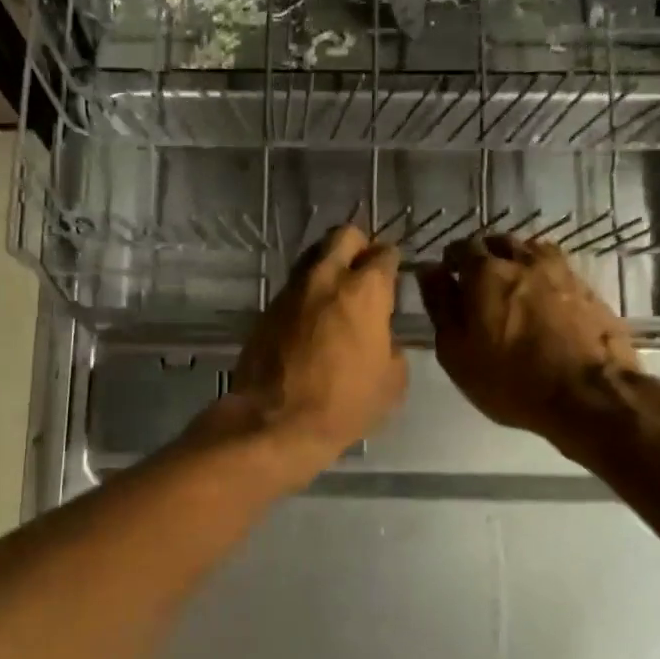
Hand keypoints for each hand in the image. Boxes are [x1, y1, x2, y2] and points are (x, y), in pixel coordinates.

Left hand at [215, 225, 406, 481]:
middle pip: (343, 236)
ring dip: (328, 267)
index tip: (393, 278)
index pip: (384, 254)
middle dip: (358, 246)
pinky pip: (293, 288)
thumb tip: (382, 337)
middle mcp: (325, 279)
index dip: (392, 263)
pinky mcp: (266, 310)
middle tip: (364, 272)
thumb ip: (392, 346)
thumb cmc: (344, 404)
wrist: (275, 422)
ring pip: (313, 257)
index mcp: (364, 291)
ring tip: (337, 295)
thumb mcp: (392, 382)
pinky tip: (312, 320)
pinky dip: (307, 294)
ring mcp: (291, 292)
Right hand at [415, 236, 638, 455]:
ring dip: (515, 263)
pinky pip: (555, 270)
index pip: (459, 248)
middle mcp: (523, 259)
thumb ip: (440, 305)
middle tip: (477, 287)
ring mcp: (560, 270)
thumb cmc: (510, 380)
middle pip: (496, 244)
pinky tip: (541, 301)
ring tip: (510, 291)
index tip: (447, 280)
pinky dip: (542, 278)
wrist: (590, 396)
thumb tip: (429, 271)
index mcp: (485, 271)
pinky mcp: (587, 288)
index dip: (450, 262)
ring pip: (529, 252)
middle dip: (482, 258)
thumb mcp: (456, 351)